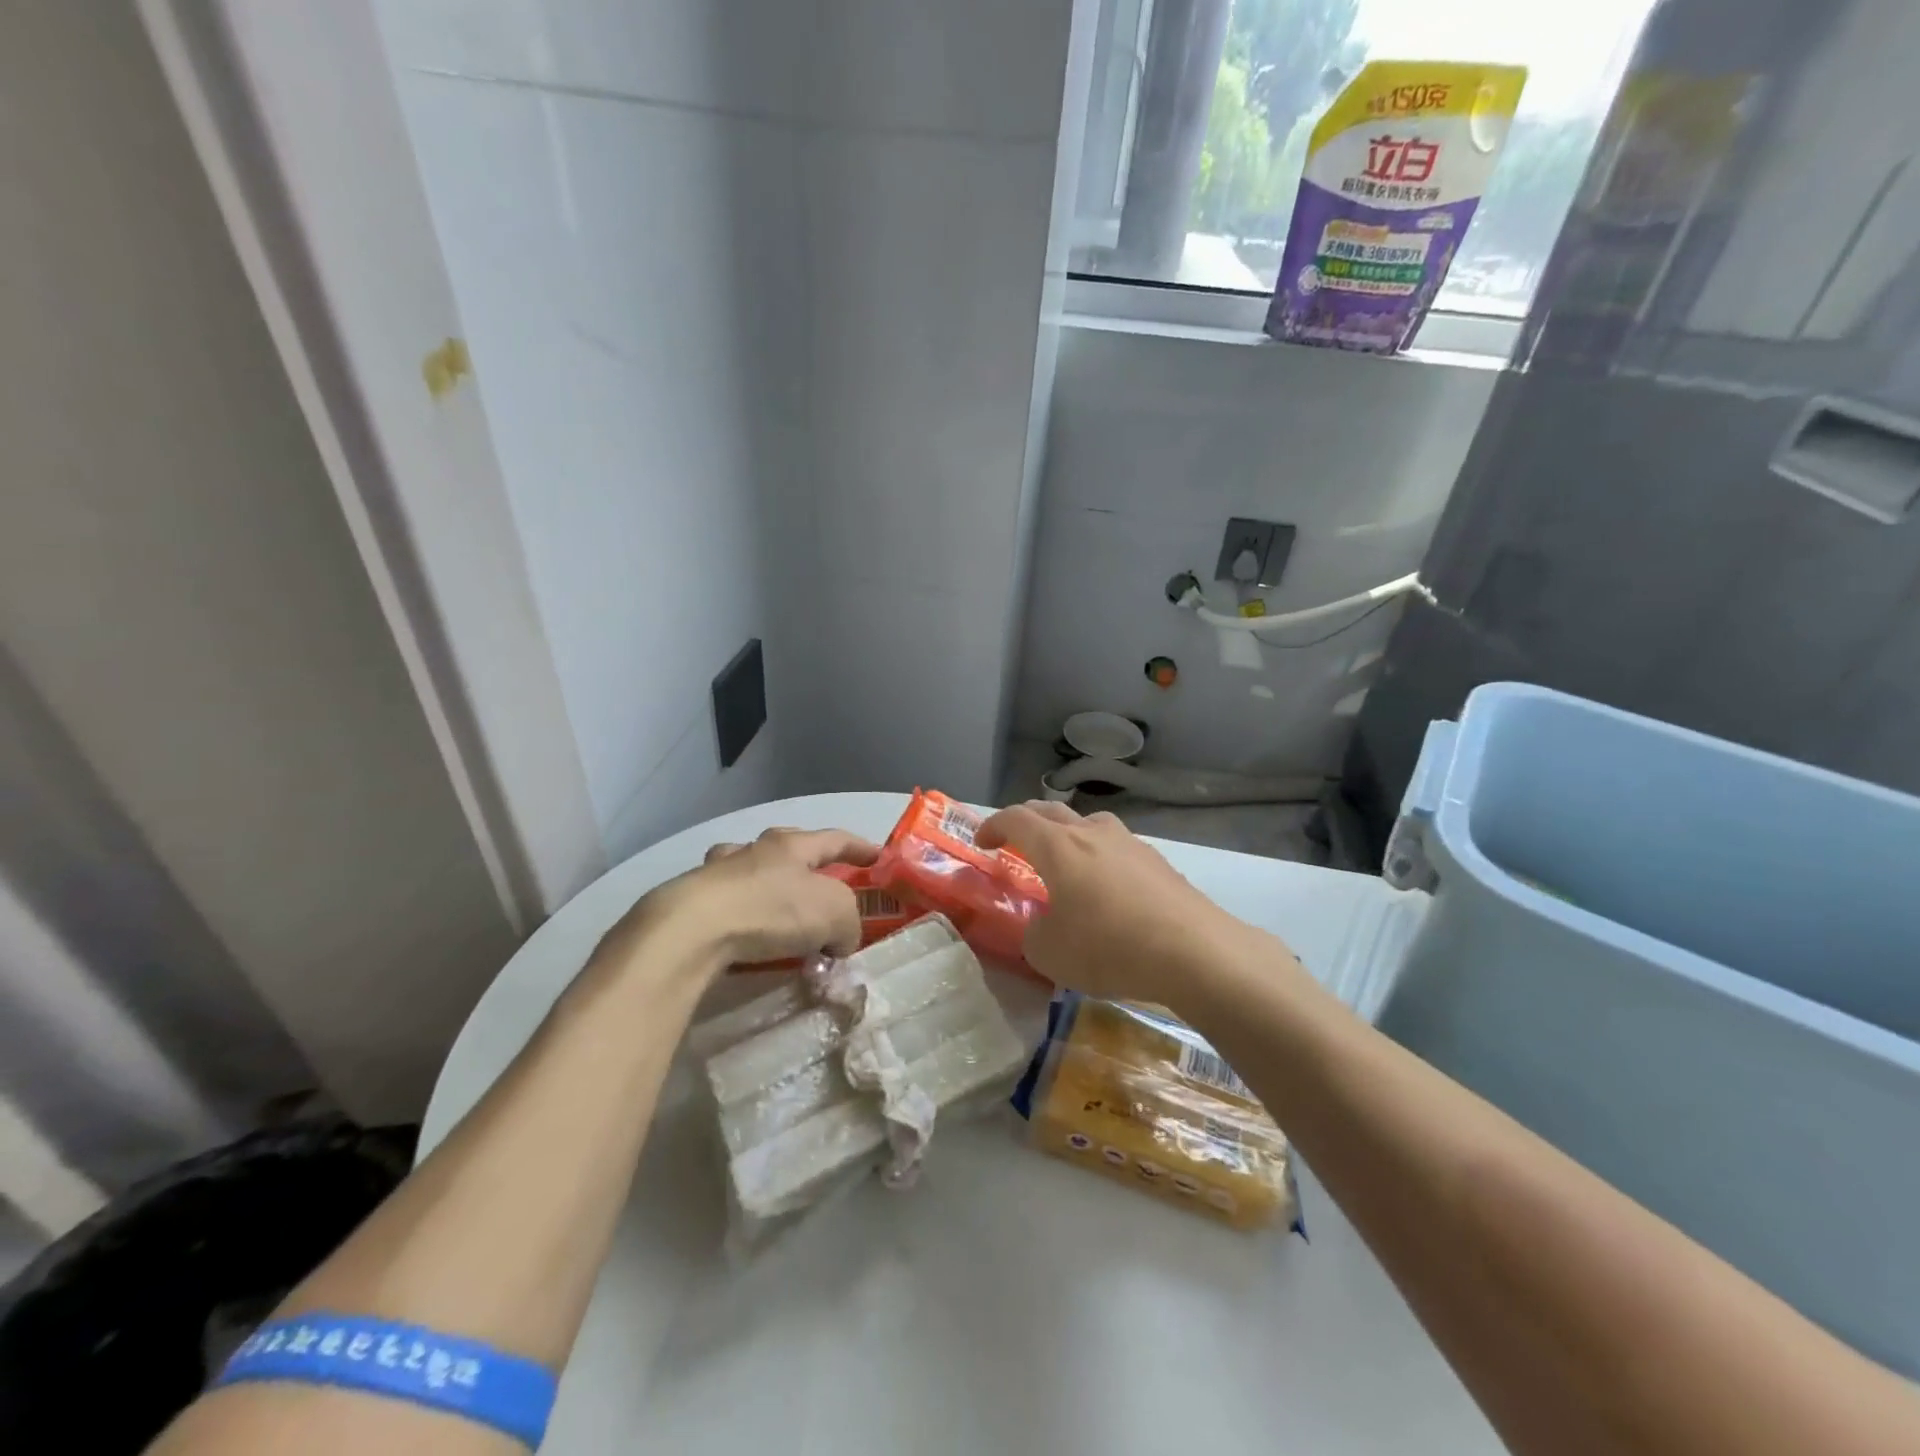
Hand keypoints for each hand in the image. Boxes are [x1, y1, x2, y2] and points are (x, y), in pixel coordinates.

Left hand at [605, 828, 879, 976]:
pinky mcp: (693, 900)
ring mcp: (719, 872)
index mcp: (792, 845)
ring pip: (751, 870)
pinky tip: (745, 935)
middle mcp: (755, 850)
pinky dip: (742, 915)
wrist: (694, 929)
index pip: (836, 839)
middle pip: (789, 848)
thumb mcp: (835, 915)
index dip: (861, 848)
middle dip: (809, 864)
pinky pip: (728, 903)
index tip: (879, 857)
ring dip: (769, 886)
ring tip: (780, 912)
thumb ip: (849, 924)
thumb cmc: (773, 910)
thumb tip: (839, 941)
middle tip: (824, 885)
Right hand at [977, 802, 1243, 1009]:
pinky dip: (1101, 859)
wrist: (1193, 951)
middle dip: (1028, 821)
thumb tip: (1042, 925)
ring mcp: (1130, 844)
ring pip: (1090, 824)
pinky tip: (1109, 892)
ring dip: (1069, 835)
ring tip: (1066, 862)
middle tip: (1015, 840)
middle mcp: (1092, 833)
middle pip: (1052, 811)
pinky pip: (1118, 849)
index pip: (1016, 819)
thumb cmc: (1108, 946)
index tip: (982, 841)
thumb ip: (1033, 933)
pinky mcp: (1159, 863)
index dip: (993, 825)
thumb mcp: (1049, 952)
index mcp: (1058, 846)